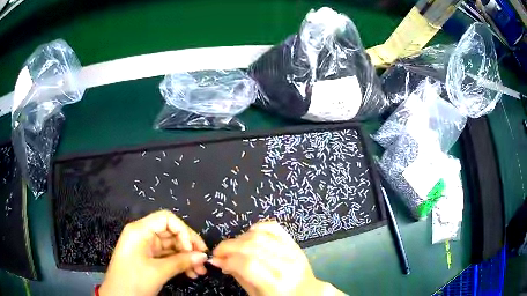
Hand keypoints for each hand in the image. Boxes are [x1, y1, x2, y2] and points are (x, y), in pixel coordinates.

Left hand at [99, 210, 207, 295]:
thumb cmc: (133, 281)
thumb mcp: (158, 271)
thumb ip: (181, 261)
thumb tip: (203, 256)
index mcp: (140, 230)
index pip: (166, 219)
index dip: (183, 231)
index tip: (193, 249)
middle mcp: (143, 235)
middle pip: (171, 233)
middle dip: (189, 247)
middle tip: (203, 262)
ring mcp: (146, 247)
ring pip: (172, 246)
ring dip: (187, 257)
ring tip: (199, 271)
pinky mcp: (148, 259)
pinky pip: (168, 256)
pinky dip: (180, 263)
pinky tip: (191, 273)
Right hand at [209, 221, 342, 295]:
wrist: (307, 292)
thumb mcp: (256, 295)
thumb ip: (238, 276)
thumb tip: (219, 260)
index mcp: (276, 284)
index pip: (247, 264)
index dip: (227, 259)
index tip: (215, 260)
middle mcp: (286, 266)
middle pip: (252, 247)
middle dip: (228, 246)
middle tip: (218, 252)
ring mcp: (293, 252)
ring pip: (260, 236)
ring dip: (239, 238)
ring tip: (232, 247)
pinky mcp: (295, 243)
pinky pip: (274, 227)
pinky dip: (258, 227)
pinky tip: (248, 235)